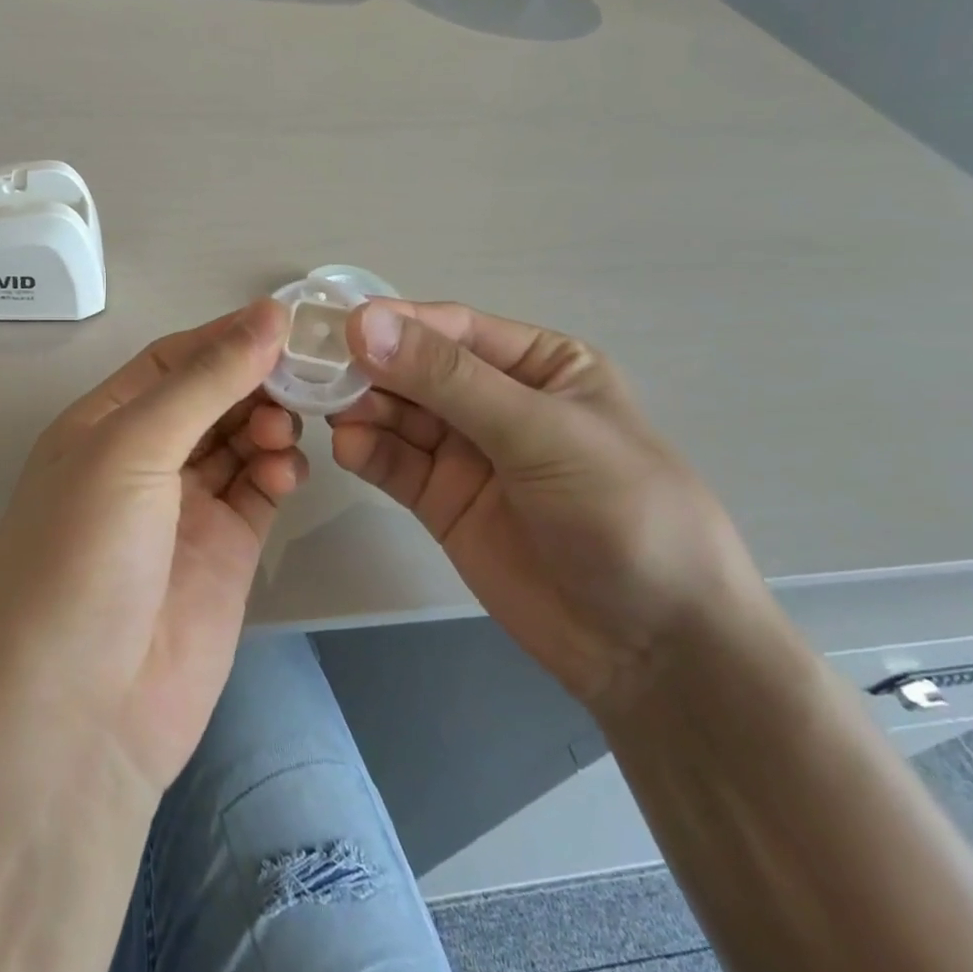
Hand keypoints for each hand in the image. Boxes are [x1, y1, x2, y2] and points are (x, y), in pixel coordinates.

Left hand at [0, 299, 305, 795]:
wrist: (81, 717)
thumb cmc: (84, 560)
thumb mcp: (131, 451)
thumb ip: (204, 382)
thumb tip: (268, 314)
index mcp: (103, 426)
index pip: (172, 360)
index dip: (225, 336)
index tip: (286, 320)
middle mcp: (143, 460)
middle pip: (211, 397)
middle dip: (254, 380)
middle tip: (304, 373)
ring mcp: (185, 508)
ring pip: (240, 440)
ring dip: (268, 423)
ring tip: (283, 431)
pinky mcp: (224, 551)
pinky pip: (259, 490)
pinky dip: (278, 472)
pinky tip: (287, 472)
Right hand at [330, 300, 758, 713]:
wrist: (653, 648)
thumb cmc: (621, 513)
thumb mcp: (539, 432)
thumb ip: (448, 379)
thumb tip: (363, 323)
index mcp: (538, 365)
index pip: (453, 330)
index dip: (396, 324)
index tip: (338, 327)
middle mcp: (496, 401)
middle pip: (415, 370)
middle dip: (371, 369)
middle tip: (318, 374)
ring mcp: (466, 454)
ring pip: (397, 415)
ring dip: (362, 409)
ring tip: (330, 414)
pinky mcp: (442, 501)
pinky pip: (394, 464)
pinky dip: (367, 451)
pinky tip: (348, 449)